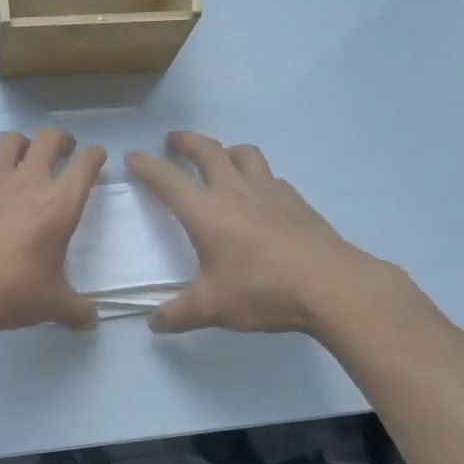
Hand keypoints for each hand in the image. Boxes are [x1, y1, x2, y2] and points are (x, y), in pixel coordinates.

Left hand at [0, 128, 106, 334]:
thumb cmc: (8, 291)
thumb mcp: (51, 305)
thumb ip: (76, 310)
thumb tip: (93, 321)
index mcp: (59, 204)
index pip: (86, 164)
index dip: (95, 156)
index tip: (96, 157)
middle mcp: (28, 181)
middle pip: (49, 138)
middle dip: (60, 140)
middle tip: (62, 151)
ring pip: (9, 140)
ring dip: (20, 145)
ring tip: (21, 160)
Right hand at [126, 132, 396, 334]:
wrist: (330, 285)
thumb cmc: (262, 290)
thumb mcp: (212, 308)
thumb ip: (178, 314)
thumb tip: (154, 323)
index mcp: (206, 212)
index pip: (167, 180)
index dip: (147, 166)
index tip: (133, 157)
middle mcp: (235, 191)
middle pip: (207, 151)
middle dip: (186, 142)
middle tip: (173, 141)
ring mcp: (270, 192)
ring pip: (244, 154)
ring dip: (226, 150)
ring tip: (220, 157)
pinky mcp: (297, 201)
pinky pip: (271, 177)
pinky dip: (257, 176)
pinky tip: (260, 194)